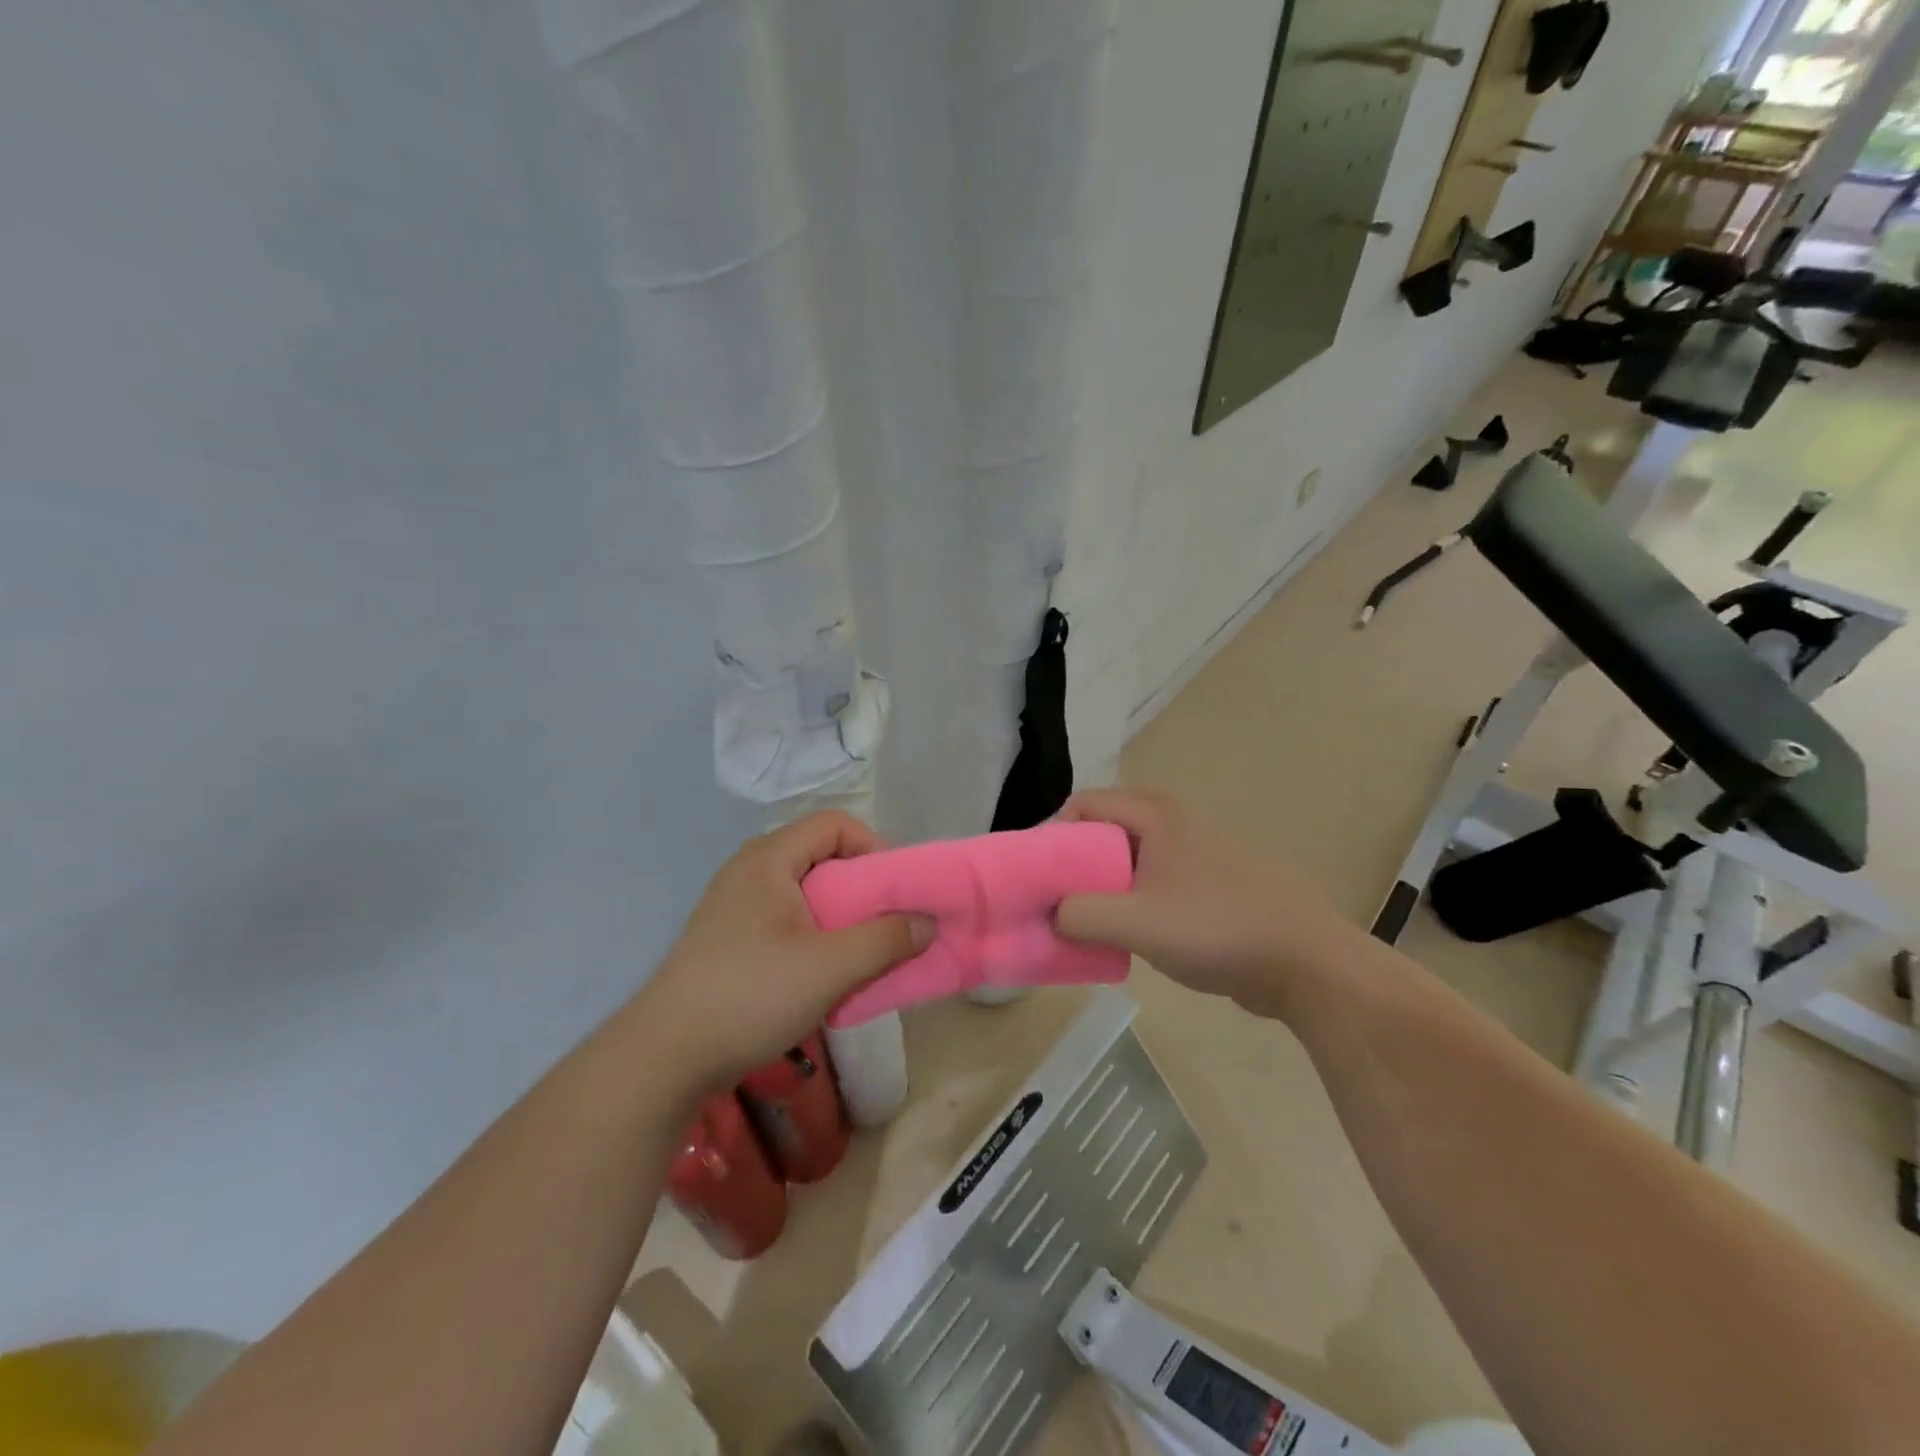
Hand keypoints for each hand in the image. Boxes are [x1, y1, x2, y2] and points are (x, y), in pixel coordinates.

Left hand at [638, 813, 931, 1090]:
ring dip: (843, 920)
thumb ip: (886, 940)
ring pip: (808, 895)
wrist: (664, 1057)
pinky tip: (827, 976)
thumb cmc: (750, 996)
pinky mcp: (732, 939)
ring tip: (863, 955)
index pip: (835, 824)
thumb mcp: (830, 968)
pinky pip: (789, 922)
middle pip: (823, 858)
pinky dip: (819, 938)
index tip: (896, 891)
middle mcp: (751, 871)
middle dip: (864, 890)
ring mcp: (737, 906)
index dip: (874, 847)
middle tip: (888, 926)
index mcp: (769, 859)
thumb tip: (927, 922)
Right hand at [1054, 789, 1348, 1019]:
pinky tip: (1117, 939)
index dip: (1050, 837)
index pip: (1080, 806)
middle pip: (1098, 834)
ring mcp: (1187, 855)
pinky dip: (1122, 905)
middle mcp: (1168, 824)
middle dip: (1069, 868)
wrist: (1302, 963)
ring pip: (1121, 863)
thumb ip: (1078, 914)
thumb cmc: (1216, 928)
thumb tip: (1049, 914)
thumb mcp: (1136, 922)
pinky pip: (1144, 886)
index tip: (1034, 878)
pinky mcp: (1199, 886)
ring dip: (1095, 891)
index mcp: (1153, 814)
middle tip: (1049, 905)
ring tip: (1077, 926)